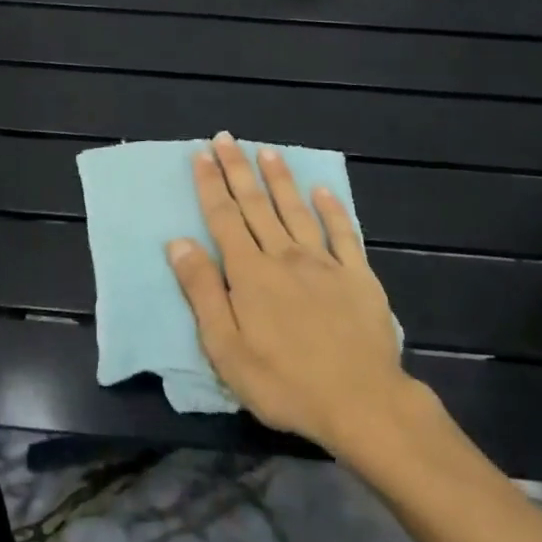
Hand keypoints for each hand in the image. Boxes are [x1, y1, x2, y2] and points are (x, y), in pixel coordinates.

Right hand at [168, 132, 409, 455]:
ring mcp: (324, 263)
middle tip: (225, 138)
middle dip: (237, 169)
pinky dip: (332, 209)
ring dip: (279, 178)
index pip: (224, 218)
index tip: (201, 155)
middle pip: (256, 205)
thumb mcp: (227, 349)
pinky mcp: (358, 276)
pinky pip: (344, 234)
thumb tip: (179, 243)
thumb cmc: (285, 383)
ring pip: (296, 210)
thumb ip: (203, 292)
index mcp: (250, 273)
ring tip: (267, 151)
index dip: (211, 185)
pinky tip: (323, 190)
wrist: (362, 404)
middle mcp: (284, 256)